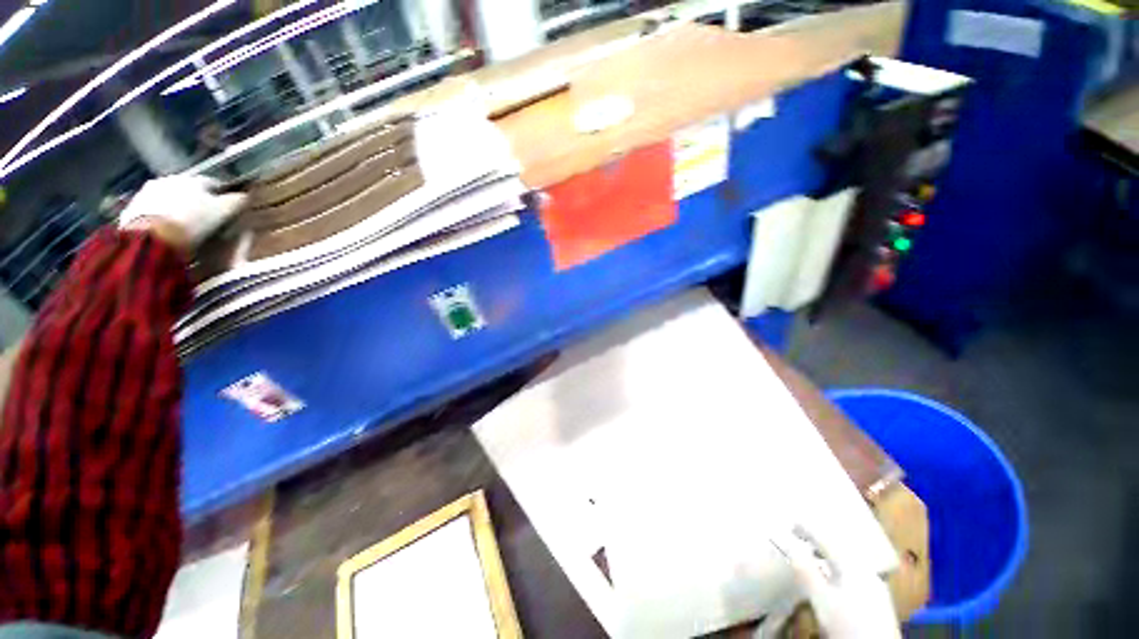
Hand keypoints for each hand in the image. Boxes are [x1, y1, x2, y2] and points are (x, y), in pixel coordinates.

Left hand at [119, 175, 246, 255]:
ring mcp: (148, 192)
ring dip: (177, 208)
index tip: (229, 208)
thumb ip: (236, 202)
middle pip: (189, 190)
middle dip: (197, 201)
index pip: (214, 183)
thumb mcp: (223, 213)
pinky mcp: (133, 207)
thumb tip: (246, 195)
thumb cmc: (192, 222)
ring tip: (185, 226)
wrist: (151, 237)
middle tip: (206, 217)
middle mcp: (170, 179)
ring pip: (169, 198)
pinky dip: (161, 217)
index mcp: (193, 179)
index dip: (223, 195)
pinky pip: (153, 210)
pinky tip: (167, 230)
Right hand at [779, 529, 900, 638]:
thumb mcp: (821, 599)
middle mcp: (866, 570)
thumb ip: (806, 571)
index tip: (791, 524)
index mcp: (852, 564)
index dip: (808, 530)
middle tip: (801, 536)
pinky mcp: (876, 598)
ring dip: (829, 554)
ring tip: (813, 554)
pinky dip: (837, 567)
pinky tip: (832, 576)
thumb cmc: (847, 623)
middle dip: (820, 541)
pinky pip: (853, 572)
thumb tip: (790, 544)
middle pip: (840, 548)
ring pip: (848, 561)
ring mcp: (874, 584)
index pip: (827, 539)